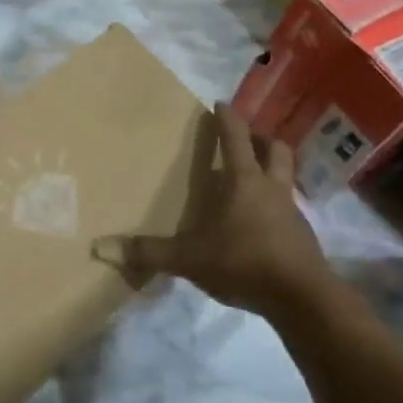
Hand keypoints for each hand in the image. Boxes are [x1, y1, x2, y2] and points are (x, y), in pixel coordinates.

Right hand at [93, 102, 332, 317]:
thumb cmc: (244, 263)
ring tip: (251, 181)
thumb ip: (147, 252)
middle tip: (245, 139)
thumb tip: (99, 247)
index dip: (227, 118)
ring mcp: (292, 212)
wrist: (303, 299)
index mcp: (244, 181)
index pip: (235, 138)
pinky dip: (275, 205)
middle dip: (261, 139)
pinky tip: (260, 224)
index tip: (220, 103)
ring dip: (271, 171)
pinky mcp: (302, 237)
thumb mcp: (188, 258)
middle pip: (276, 149)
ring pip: (285, 178)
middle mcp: (272, 188)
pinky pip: (288, 209)